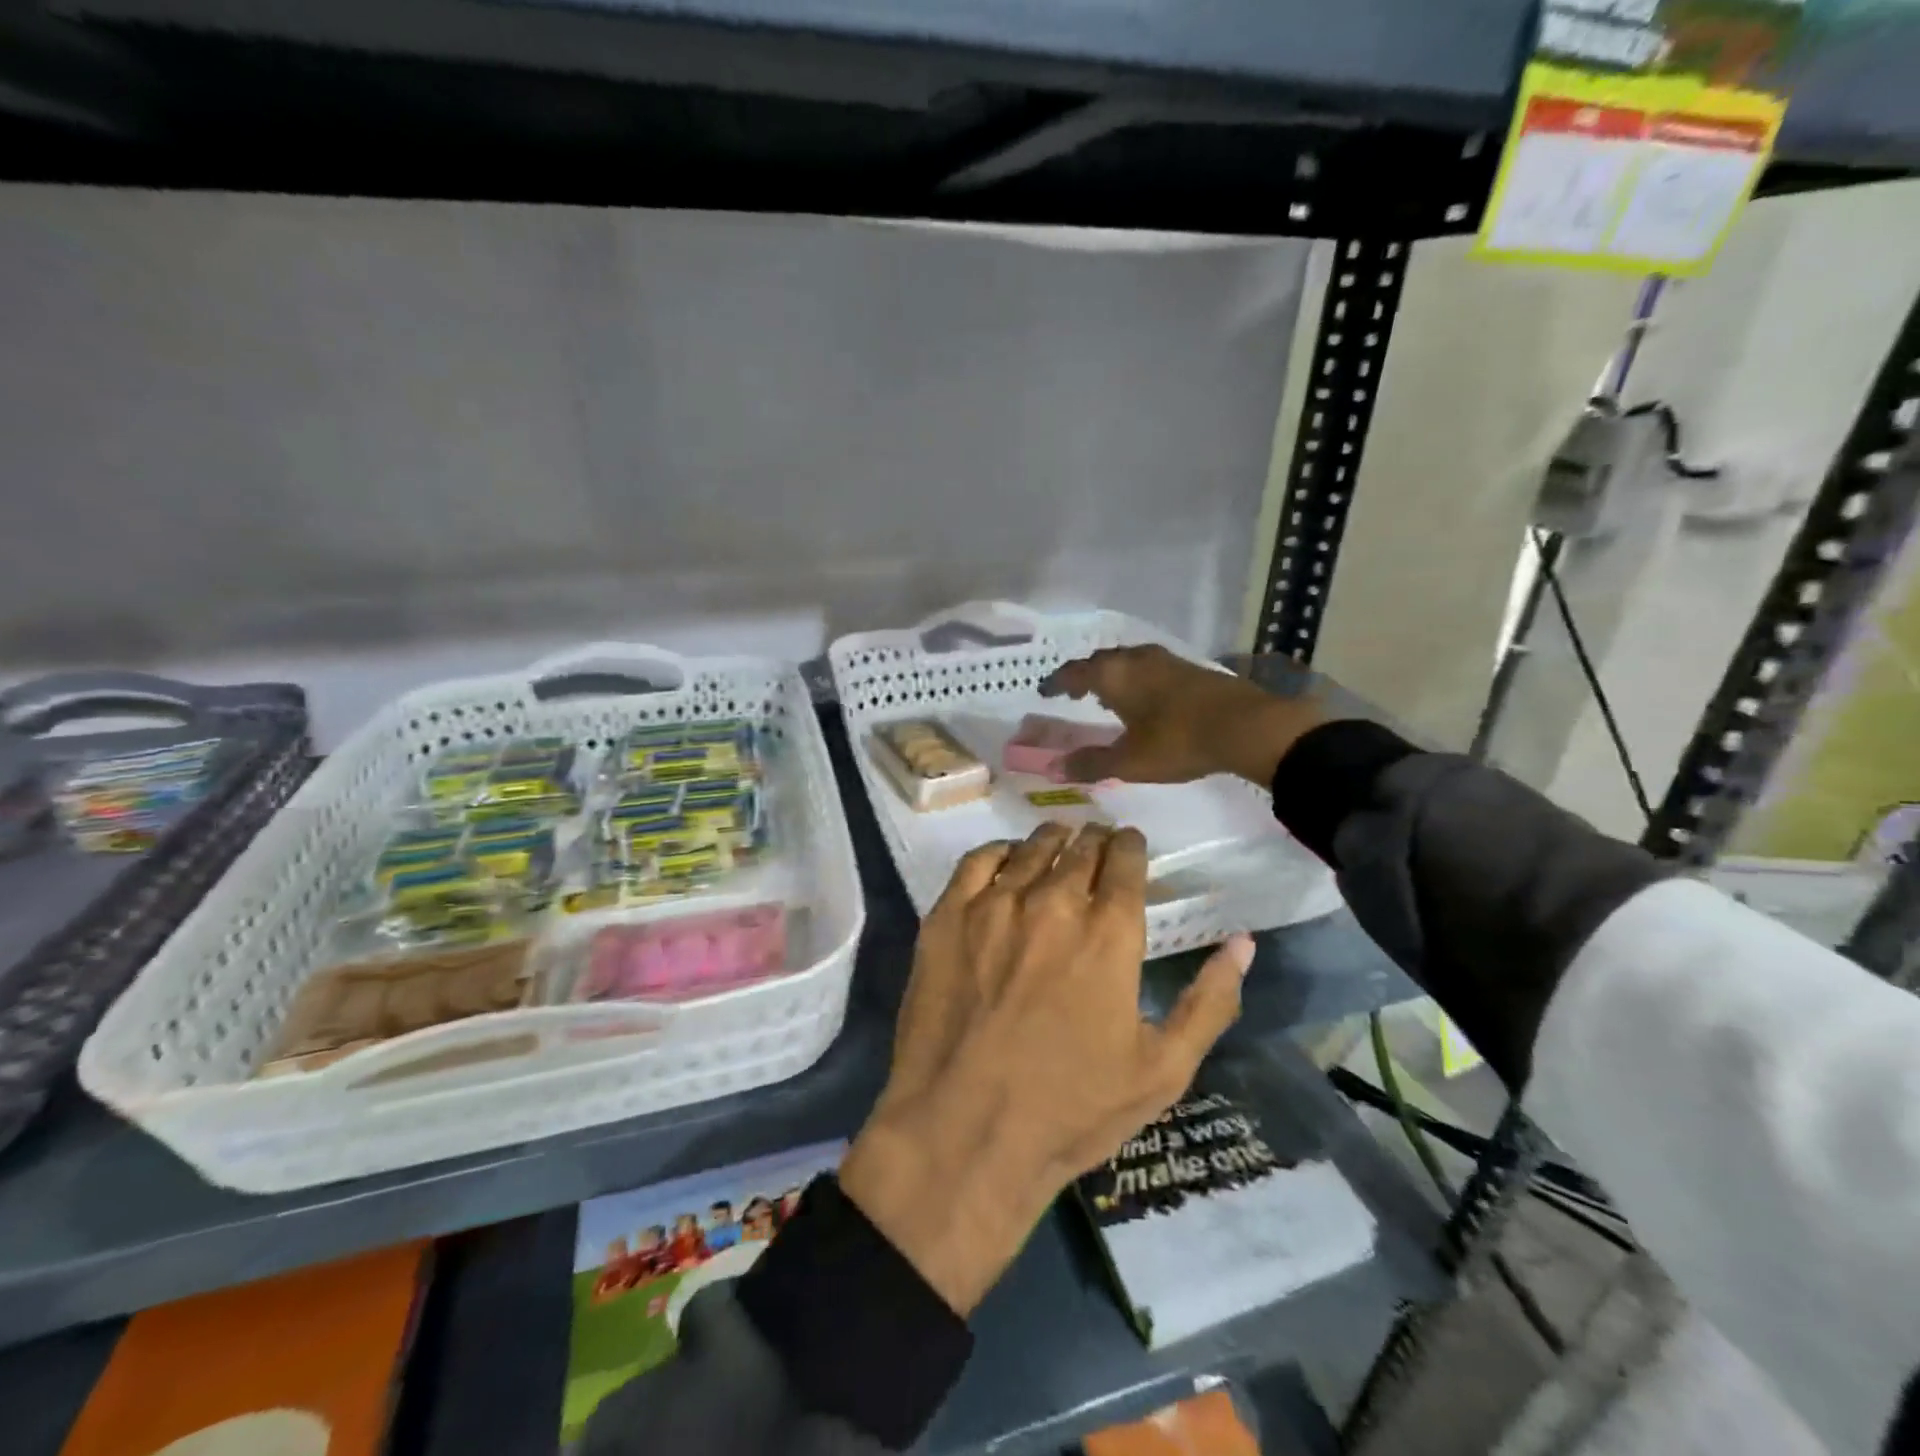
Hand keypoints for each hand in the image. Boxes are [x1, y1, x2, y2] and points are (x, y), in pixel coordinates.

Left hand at [840, 822, 1254, 1315]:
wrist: (963, 1131)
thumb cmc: (1070, 1109)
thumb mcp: (1162, 1070)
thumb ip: (1209, 1001)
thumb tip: (1243, 943)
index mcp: (1109, 933)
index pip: (1124, 861)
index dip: (1129, 846)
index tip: (1129, 845)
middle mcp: (1053, 902)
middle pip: (1079, 848)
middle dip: (1094, 840)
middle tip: (1096, 842)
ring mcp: (994, 906)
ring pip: (1030, 848)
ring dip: (1052, 840)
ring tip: (1058, 842)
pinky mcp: (947, 917)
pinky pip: (977, 862)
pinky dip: (999, 853)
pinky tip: (1005, 861)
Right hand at [1039, 644, 1324, 786]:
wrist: (1246, 726)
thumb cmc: (1178, 742)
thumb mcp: (1129, 761)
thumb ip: (1090, 764)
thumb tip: (1053, 769)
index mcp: (1114, 675)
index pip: (1074, 672)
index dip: (1056, 682)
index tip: (1045, 691)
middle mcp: (1136, 659)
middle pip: (1100, 661)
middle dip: (1083, 675)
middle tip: (1073, 692)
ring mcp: (1166, 660)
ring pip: (1127, 661)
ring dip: (1111, 675)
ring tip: (1106, 695)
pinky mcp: (1190, 668)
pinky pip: (1148, 667)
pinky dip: (1135, 678)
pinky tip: (1144, 698)